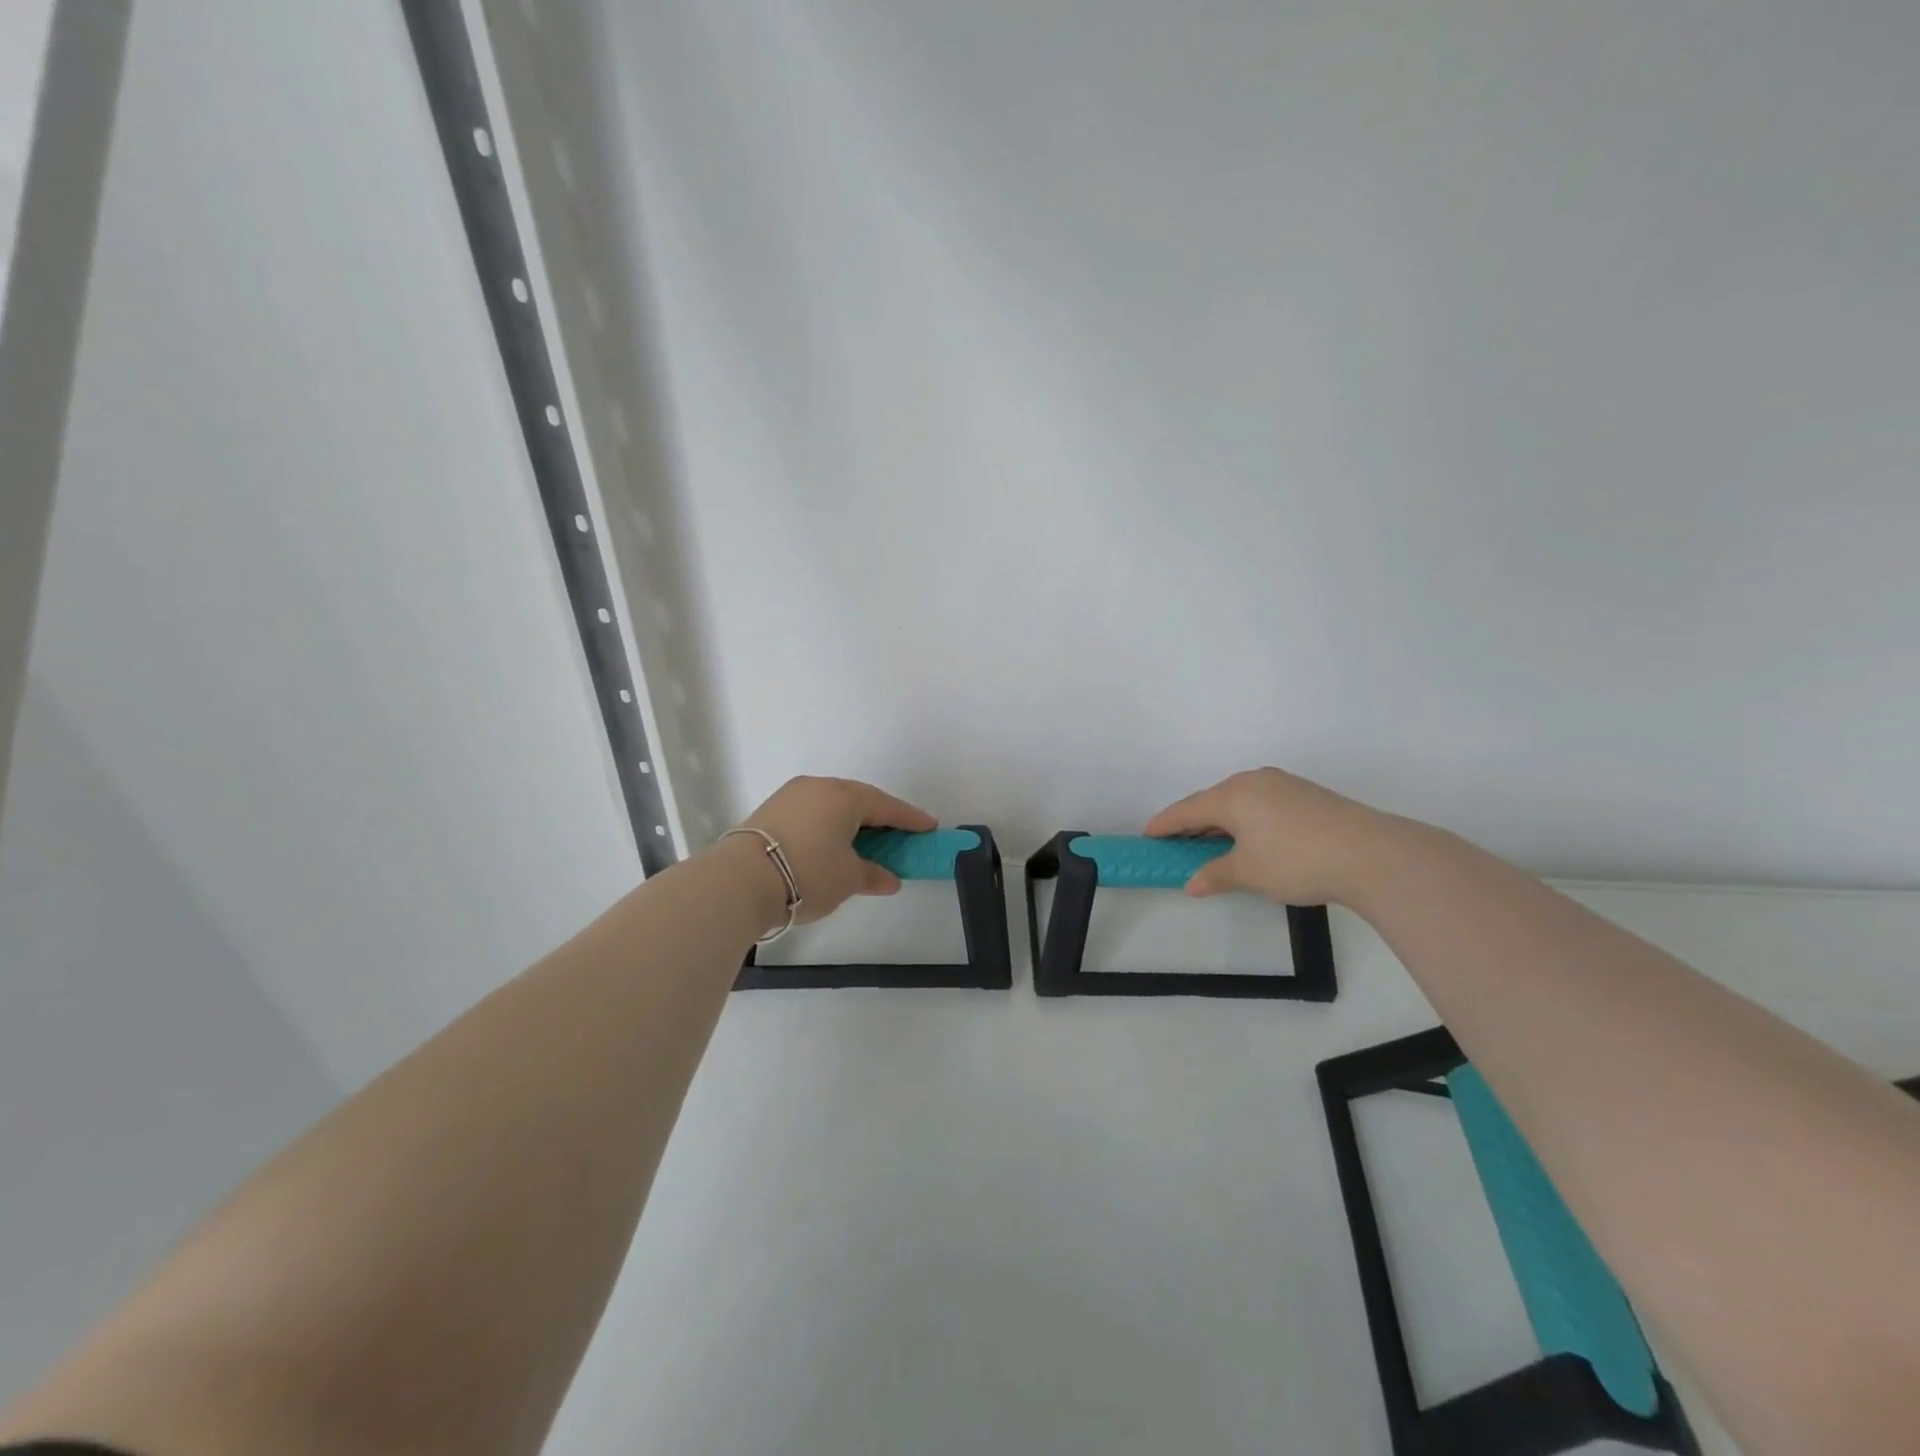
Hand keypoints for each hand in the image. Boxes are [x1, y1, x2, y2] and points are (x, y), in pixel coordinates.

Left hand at [732, 776, 937, 924]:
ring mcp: (791, 796)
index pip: (887, 806)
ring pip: (833, 807)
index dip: (911, 819)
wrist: (740, 880)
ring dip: (852, 825)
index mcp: (845, 795)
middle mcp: (819, 786)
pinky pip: (813, 814)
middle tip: (898, 838)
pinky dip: (829, 828)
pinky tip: (832, 847)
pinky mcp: (771, 811)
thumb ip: (873, 874)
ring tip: (865, 845)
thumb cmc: (807, 873)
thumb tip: (889, 879)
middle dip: (881, 820)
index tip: (930, 828)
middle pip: (860, 801)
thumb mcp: (848, 878)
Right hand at [1144, 767, 1395, 906]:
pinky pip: (1262, 805)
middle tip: (1177, 846)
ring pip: (1239, 803)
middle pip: (1212, 802)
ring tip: (1213, 847)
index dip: (1164, 825)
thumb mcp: (1249, 873)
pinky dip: (1247, 822)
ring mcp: (1283, 785)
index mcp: (1232, 794)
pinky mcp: (1307, 796)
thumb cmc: (1297, 860)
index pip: (1186, 809)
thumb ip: (1215, 875)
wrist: (1374, 855)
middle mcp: (1254, 781)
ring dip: (1222, 824)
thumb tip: (1192, 883)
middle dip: (1193, 824)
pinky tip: (1251, 841)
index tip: (1147, 836)